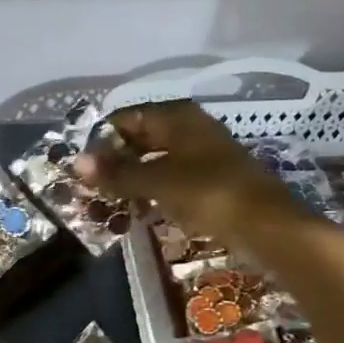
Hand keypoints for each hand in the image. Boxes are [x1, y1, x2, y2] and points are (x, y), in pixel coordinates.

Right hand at [78, 100, 298, 242]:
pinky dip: (153, 189)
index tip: (81, 164)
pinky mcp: (212, 178)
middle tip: (91, 185)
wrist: (268, 225)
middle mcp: (190, 127)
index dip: (101, 139)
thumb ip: (117, 172)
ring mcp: (204, 153)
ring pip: (157, 159)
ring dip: (133, 178)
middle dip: (116, 161)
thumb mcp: (156, 182)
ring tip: (109, 200)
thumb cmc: (208, 193)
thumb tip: (75, 161)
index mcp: (176, 116)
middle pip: (142, 137)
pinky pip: (173, 177)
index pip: (126, 118)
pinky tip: (140, 208)